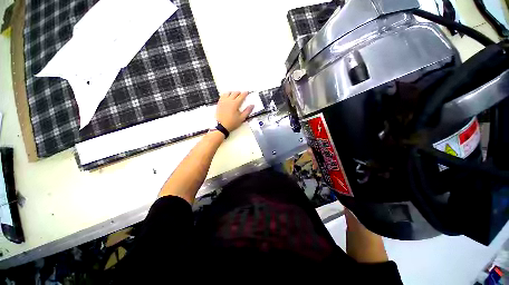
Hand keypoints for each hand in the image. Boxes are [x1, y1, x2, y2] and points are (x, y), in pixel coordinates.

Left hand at [216, 91, 253, 131]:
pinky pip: (222, 96)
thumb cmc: (232, 123)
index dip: (245, 93)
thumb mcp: (242, 118)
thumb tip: (252, 105)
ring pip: (228, 93)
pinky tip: (227, 97)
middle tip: (242, 95)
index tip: (247, 92)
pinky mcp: (219, 103)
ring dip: (232, 93)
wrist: (222, 126)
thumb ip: (247, 111)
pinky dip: (226, 95)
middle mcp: (229, 101)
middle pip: (235, 93)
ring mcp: (223, 101)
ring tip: (235, 95)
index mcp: (235, 104)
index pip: (241, 96)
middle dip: (239, 93)